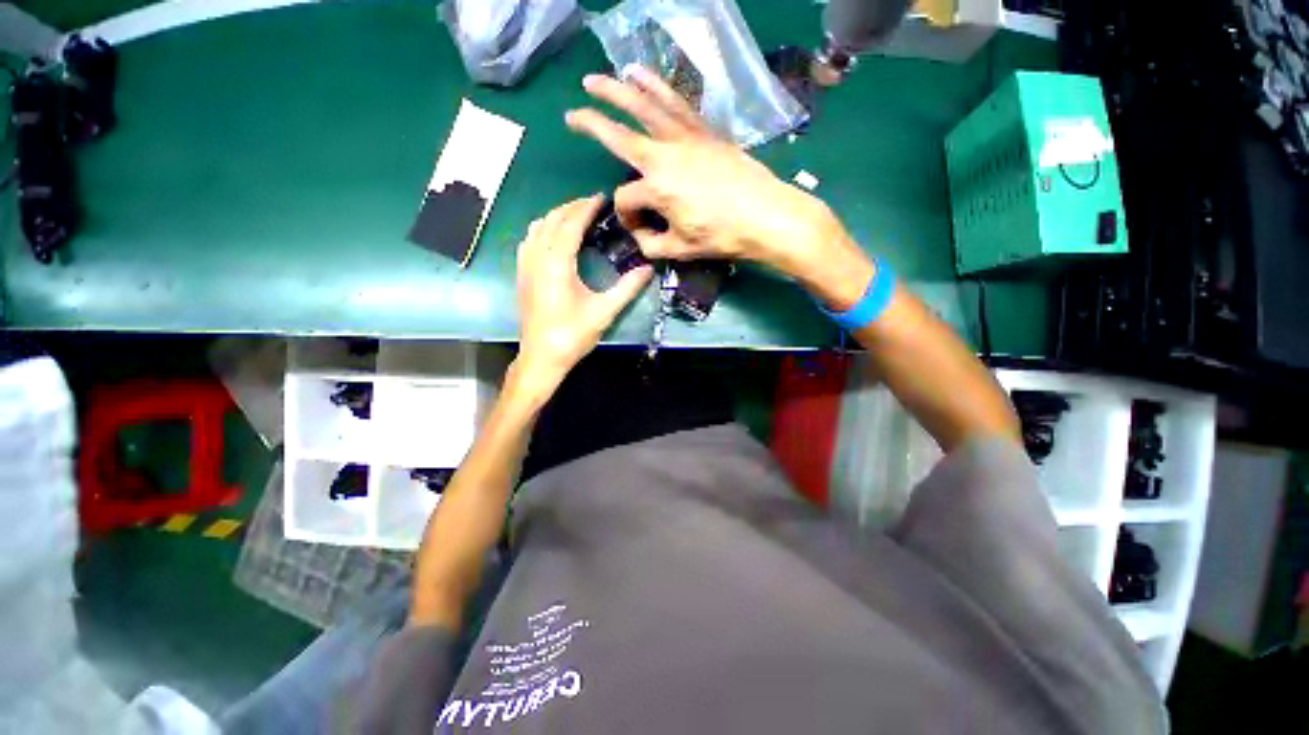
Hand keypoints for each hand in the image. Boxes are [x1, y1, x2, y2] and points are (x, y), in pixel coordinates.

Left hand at [515, 196, 652, 390]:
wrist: (542, 356)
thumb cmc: (572, 335)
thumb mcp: (604, 312)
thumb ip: (627, 288)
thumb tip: (647, 269)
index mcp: (557, 264)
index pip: (570, 224)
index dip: (586, 208)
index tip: (602, 197)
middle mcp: (537, 258)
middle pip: (552, 220)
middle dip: (572, 207)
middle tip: (593, 204)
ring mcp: (525, 266)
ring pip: (537, 227)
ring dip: (556, 215)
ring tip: (576, 215)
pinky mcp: (522, 274)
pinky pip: (530, 239)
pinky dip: (544, 228)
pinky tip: (555, 236)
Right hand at [565, 66, 849, 283]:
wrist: (766, 216)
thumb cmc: (723, 237)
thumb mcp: (681, 250)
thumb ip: (652, 246)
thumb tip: (641, 238)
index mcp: (657, 189)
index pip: (626, 201)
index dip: (628, 219)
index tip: (643, 232)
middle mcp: (665, 156)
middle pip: (620, 135)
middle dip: (593, 124)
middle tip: (572, 114)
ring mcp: (686, 139)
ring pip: (646, 106)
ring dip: (619, 91)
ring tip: (598, 80)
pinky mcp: (705, 132)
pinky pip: (677, 104)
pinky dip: (658, 87)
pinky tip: (645, 77)